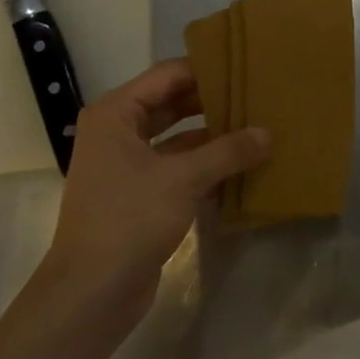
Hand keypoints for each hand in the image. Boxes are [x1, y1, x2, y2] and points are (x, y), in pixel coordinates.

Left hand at [43, 60, 268, 328]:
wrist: (91, 293)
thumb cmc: (129, 219)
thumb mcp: (183, 179)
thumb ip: (228, 152)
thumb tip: (267, 134)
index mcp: (116, 114)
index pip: (167, 75)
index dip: (205, 69)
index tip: (244, 66)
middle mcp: (118, 132)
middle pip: (172, 103)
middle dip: (212, 101)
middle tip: (256, 94)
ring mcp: (127, 165)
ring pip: (177, 138)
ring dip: (212, 135)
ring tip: (256, 126)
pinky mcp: (139, 195)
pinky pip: (178, 167)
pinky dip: (205, 165)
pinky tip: (241, 166)